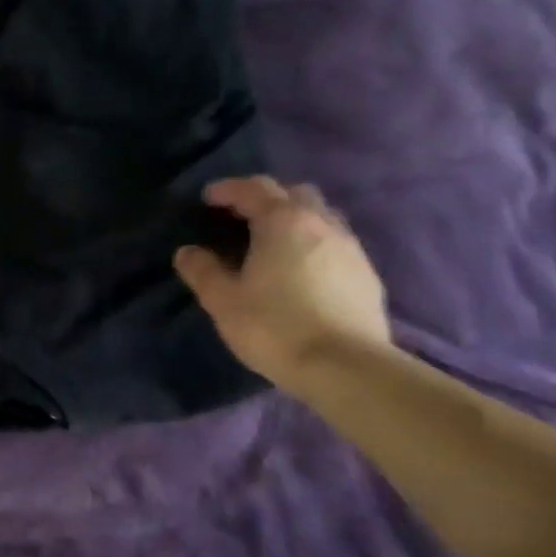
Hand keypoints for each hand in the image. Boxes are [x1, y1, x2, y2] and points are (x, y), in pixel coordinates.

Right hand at [173, 176, 390, 393]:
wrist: (346, 367)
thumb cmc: (275, 326)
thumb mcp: (223, 301)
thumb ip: (203, 271)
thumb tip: (187, 252)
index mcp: (282, 222)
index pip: (254, 189)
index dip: (228, 189)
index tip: (207, 198)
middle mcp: (321, 224)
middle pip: (294, 194)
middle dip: (267, 198)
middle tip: (242, 216)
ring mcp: (350, 248)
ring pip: (321, 217)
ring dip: (295, 219)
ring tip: (273, 242)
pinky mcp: (368, 275)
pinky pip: (336, 244)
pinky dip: (314, 244)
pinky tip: (302, 270)